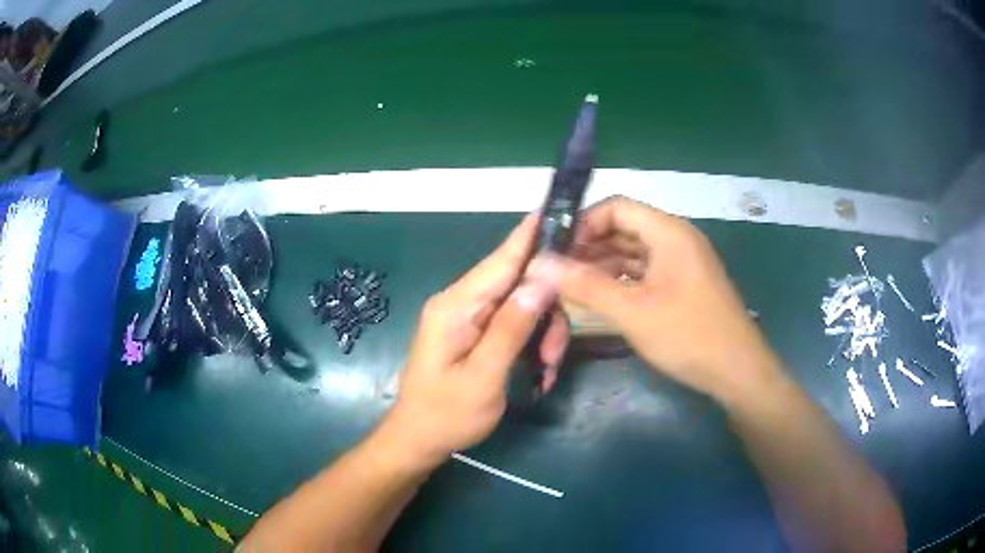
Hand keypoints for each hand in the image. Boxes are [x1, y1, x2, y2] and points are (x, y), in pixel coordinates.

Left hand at [380, 214, 569, 468]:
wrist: (418, 440)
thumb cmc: (447, 415)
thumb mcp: (484, 376)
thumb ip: (512, 327)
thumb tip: (542, 280)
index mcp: (455, 307)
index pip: (499, 261)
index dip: (529, 236)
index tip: (554, 210)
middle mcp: (460, 303)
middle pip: (516, 285)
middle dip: (546, 314)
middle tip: (555, 355)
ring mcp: (466, 318)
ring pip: (520, 306)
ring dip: (542, 335)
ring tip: (546, 371)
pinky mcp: (473, 333)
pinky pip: (511, 324)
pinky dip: (530, 344)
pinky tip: (538, 372)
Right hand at [529, 196, 779, 405]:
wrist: (736, 370)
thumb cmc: (688, 335)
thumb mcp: (632, 311)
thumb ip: (585, 285)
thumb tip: (539, 265)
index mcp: (668, 232)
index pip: (617, 207)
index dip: (584, 223)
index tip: (557, 249)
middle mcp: (676, 239)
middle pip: (625, 228)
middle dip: (590, 245)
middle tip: (556, 270)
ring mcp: (682, 262)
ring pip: (634, 251)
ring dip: (604, 264)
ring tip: (571, 284)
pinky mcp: (684, 284)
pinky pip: (646, 271)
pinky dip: (622, 279)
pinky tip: (601, 295)